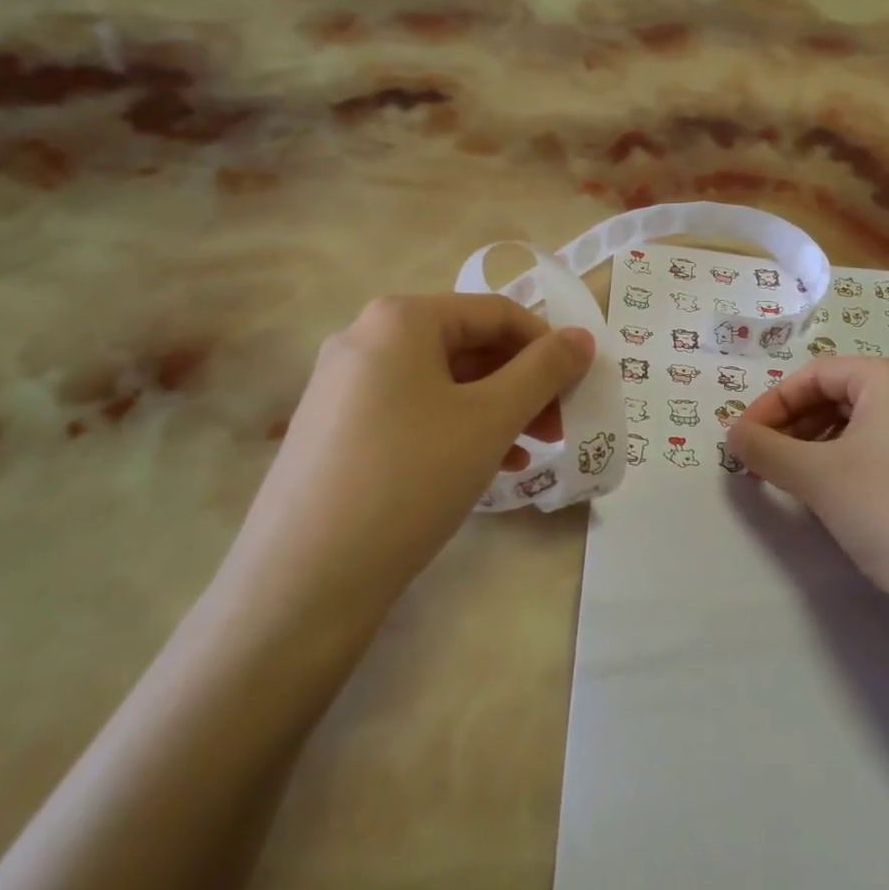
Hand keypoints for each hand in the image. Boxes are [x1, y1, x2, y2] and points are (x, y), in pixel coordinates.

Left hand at [225, 295, 593, 617]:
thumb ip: (544, 371)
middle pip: (468, 346)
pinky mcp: (335, 430)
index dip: (549, 346)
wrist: (305, 576)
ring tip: (529, 453)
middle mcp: (365, 338)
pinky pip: (413, 413)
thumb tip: (583, 337)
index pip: (497, 313)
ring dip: (496, 411)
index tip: (579, 388)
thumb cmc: (412, 477)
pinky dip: (457, 430)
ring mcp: (343, 386)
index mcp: (401, 318)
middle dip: (523, 384)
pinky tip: (485, 469)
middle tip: (559, 427)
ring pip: (442, 384)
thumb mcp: (491, 419)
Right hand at [728, 358, 888, 626]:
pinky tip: (830, 493)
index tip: (741, 439)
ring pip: (859, 424)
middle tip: (760, 460)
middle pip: (837, 395)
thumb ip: (765, 449)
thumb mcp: (815, 476)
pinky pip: (882, 448)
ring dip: (814, 445)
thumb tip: (733, 435)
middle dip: (791, 426)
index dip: (770, 404)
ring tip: (789, 478)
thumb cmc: (888, 510)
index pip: (814, 375)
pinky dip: (845, 461)